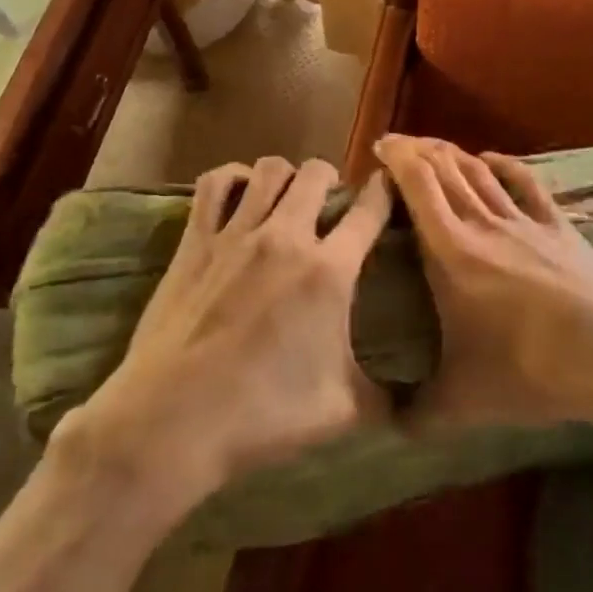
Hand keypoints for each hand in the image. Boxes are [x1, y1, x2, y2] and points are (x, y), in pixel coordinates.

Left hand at [76, 156, 392, 494]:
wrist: (173, 422)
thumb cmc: (263, 417)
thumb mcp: (342, 412)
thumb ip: (387, 399)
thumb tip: (419, 407)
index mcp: (330, 272)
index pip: (370, 209)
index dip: (386, 193)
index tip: (390, 192)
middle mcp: (286, 237)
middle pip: (317, 173)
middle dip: (333, 180)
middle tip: (332, 207)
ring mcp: (236, 233)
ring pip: (269, 169)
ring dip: (287, 176)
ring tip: (289, 199)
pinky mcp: (195, 240)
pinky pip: (214, 184)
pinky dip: (232, 179)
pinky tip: (240, 196)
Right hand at [373, 135, 592, 438]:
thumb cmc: (532, 370)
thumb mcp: (464, 401)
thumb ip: (419, 414)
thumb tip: (386, 432)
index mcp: (452, 252)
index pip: (418, 188)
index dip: (398, 160)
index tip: (380, 147)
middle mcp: (485, 225)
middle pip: (447, 170)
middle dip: (419, 150)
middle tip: (398, 144)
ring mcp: (526, 222)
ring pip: (481, 173)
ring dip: (454, 154)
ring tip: (435, 148)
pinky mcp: (560, 228)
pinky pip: (526, 184)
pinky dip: (505, 166)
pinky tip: (493, 159)